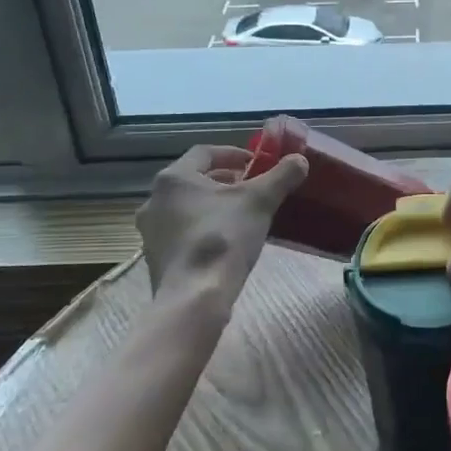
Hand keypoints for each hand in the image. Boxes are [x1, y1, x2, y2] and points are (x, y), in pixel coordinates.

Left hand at [136, 145, 308, 308]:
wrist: (194, 297)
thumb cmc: (224, 236)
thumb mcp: (260, 200)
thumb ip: (281, 176)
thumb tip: (300, 160)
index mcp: (173, 178)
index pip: (204, 153)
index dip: (234, 154)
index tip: (257, 163)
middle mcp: (154, 200)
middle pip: (194, 180)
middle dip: (225, 181)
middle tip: (252, 188)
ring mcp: (150, 232)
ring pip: (186, 208)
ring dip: (213, 206)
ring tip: (241, 215)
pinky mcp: (155, 259)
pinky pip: (182, 234)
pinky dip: (203, 230)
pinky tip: (225, 243)